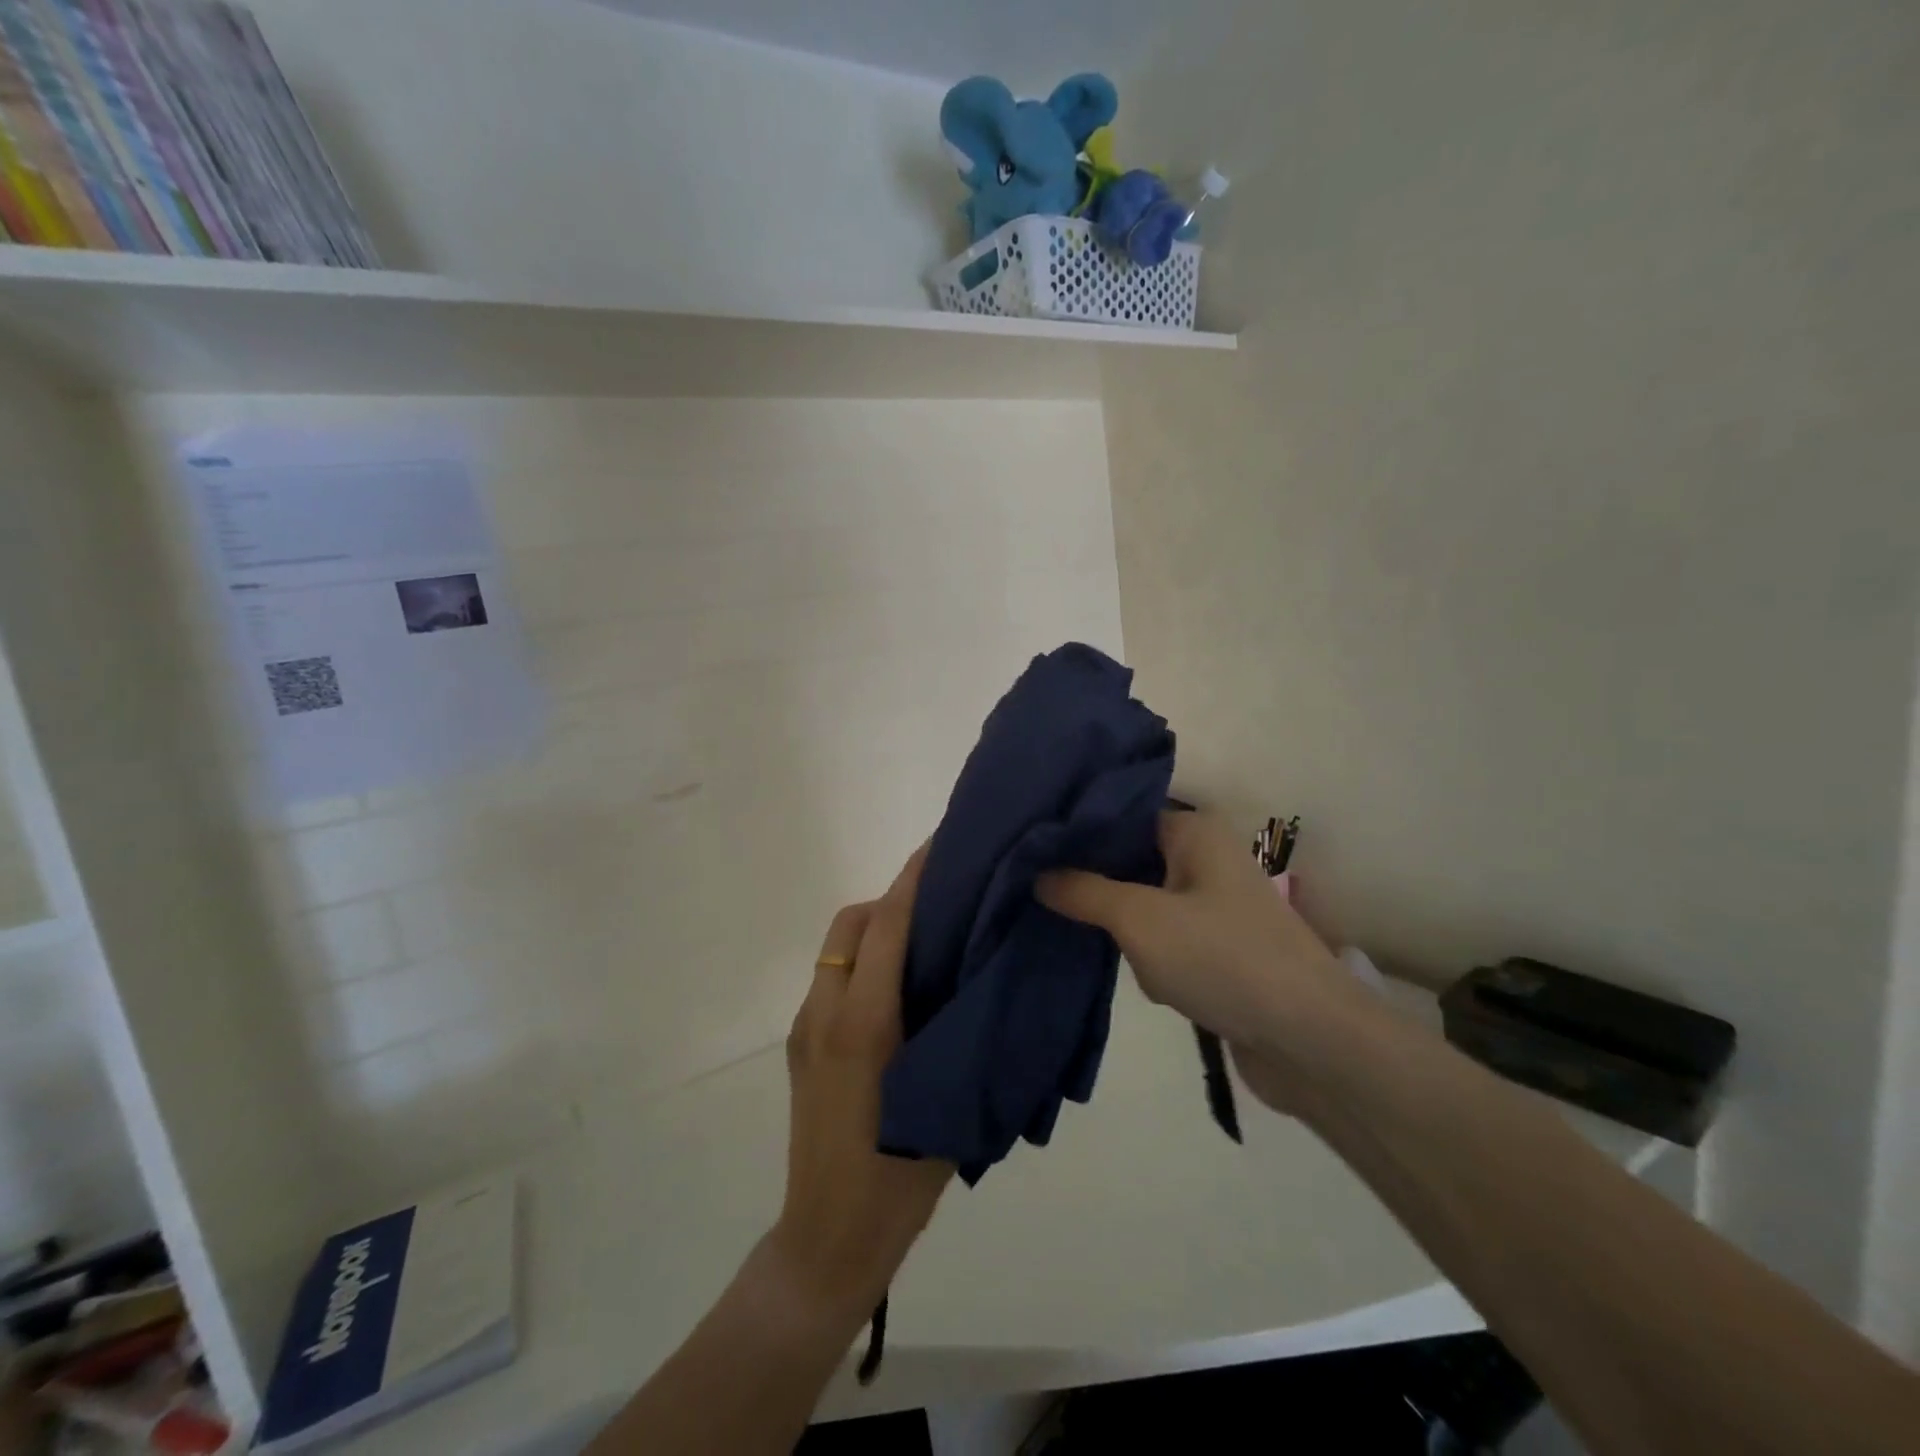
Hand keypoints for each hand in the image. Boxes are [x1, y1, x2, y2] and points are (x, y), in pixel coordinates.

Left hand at [765, 845, 953, 1326]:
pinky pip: (832, 980)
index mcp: (863, 1024)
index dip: (913, 879)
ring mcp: (804, 1029)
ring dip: (875, 932)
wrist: (826, 1241)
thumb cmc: (898, 1179)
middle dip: (891, 901)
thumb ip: (957, 1029)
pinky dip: (862, 964)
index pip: (887, 926)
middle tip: (940, 911)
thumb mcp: (946, 1097)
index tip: (940, 844)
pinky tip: (898, 994)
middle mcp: (824, 1013)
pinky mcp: (799, 1046)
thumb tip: (979, 976)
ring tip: (924, 950)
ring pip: (837, 950)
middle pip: (852, 923)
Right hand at [1036, 810, 1366, 1111]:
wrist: (1311, 1041)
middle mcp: (1209, 859)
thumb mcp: (1139, 919)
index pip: (1122, 816)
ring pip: (1146, 907)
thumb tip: (1038, 873)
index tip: (1034, 852)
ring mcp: (1219, 907)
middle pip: (1131, 862)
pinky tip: (1161, 987)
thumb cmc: (1222, 958)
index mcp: (1196, 832)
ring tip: (1132, 961)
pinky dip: (1158, 962)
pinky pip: (1171, 942)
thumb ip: (1083, 891)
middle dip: (1103, 893)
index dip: (1079, 834)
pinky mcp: (1224, 950)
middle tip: (1060, 907)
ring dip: (1132, 937)